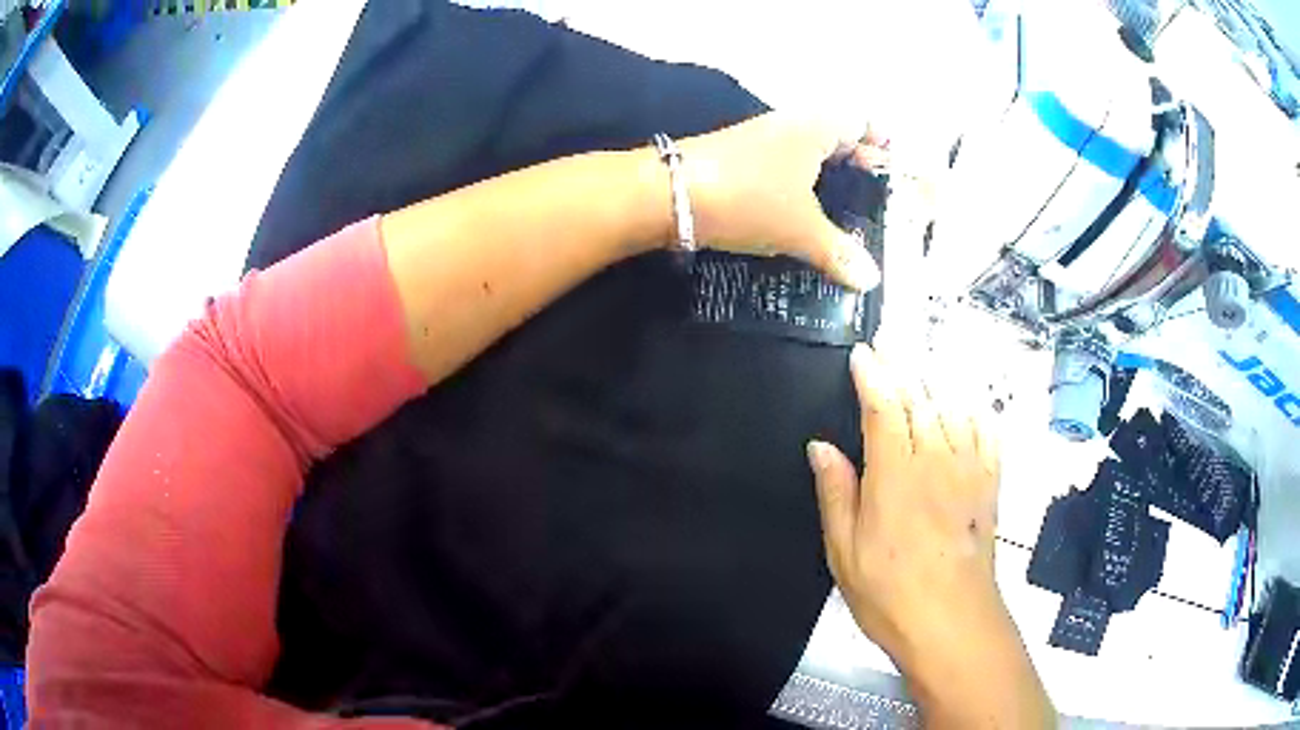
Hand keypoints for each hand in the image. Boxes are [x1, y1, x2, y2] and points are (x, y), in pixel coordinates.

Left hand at [681, 113, 885, 290]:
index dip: (881, 145)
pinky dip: (800, 187)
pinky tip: (804, 215)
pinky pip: (784, 167)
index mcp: (816, 127)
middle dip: (857, 164)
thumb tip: (871, 280)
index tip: (894, 175)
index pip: (861, 122)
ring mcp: (761, 139)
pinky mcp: (739, 160)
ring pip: (808, 153)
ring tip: (846, 215)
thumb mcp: (800, 228)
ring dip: (827, 178)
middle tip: (875, 201)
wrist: (668, 194)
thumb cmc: (749, 198)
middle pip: (836, 136)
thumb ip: (839, 252)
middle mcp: (790, 124)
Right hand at [807, 345, 1053, 726]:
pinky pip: (986, 431)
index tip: (861, 354)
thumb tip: (821, 448)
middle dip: (902, 366)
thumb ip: (836, 494)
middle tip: (888, 345)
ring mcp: (968, 469)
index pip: (884, 407)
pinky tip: (967, 401)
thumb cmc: (890, 592)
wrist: (952, 621)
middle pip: (921, 398)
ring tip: (921, 362)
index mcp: (895, 475)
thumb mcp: (845, 552)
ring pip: (954, 407)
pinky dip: (974, 409)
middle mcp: (936, 461)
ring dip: (935, 379)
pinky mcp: (989, 483)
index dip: (872, 375)